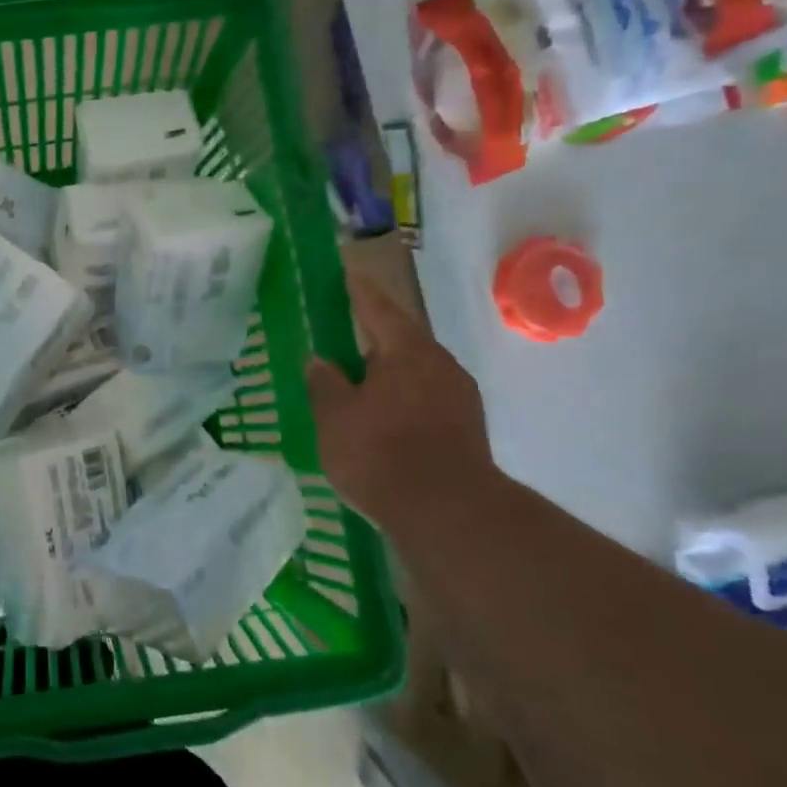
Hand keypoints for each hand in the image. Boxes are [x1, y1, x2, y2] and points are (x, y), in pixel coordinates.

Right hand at [306, 276, 497, 530]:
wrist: (448, 512)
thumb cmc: (381, 453)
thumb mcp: (335, 417)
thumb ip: (324, 383)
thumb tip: (320, 361)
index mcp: (406, 351)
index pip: (378, 309)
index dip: (359, 292)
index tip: (347, 274)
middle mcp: (439, 364)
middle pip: (401, 340)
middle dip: (372, 339)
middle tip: (343, 341)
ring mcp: (458, 397)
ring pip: (415, 372)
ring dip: (388, 373)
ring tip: (359, 385)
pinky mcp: (466, 427)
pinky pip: (425, 398)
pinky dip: (402, 399)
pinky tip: (383, 419)